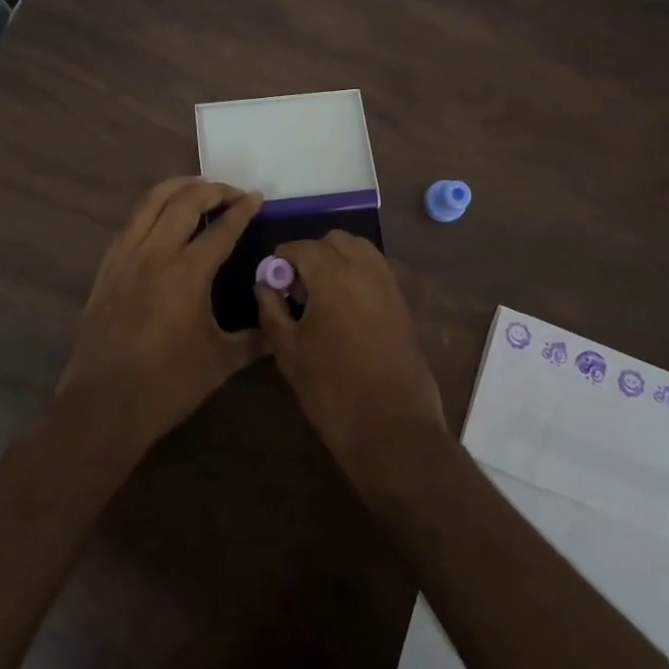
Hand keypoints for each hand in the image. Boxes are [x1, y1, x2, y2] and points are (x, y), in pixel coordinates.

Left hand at [55, 177, 263, 454]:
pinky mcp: (107, 266)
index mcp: (188, 273)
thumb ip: (255, 339)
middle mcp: (156, 253)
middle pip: (186, 200)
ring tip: (199, 187)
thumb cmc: (168, 385)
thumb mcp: (221, 362)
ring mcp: (127, 256)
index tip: (257, 197)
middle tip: (232, 193)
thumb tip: (279, 326)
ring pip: (152, 201)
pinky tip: (163, 216)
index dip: (243, 209)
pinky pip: (132, 221)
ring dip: (179, 187)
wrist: (104, 405)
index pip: (222, 227)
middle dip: (214, 189)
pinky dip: (152, 207)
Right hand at [255, 231, 447, 485]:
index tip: (272, 281)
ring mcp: (389, 283)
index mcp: (332, 274)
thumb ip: (271, 309)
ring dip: (338, 259)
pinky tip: (346, 307)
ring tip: (323, 295)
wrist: (392, 427)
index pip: (301, 247)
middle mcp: (364, 268)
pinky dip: (359, 273)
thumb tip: (264, 283)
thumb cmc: (331, 389)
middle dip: (312, 254)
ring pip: (360, 249)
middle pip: (334, 240)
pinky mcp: (403, 302)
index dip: (281, 260)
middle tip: (298, 288)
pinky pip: (377, 270)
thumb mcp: (288, 350)